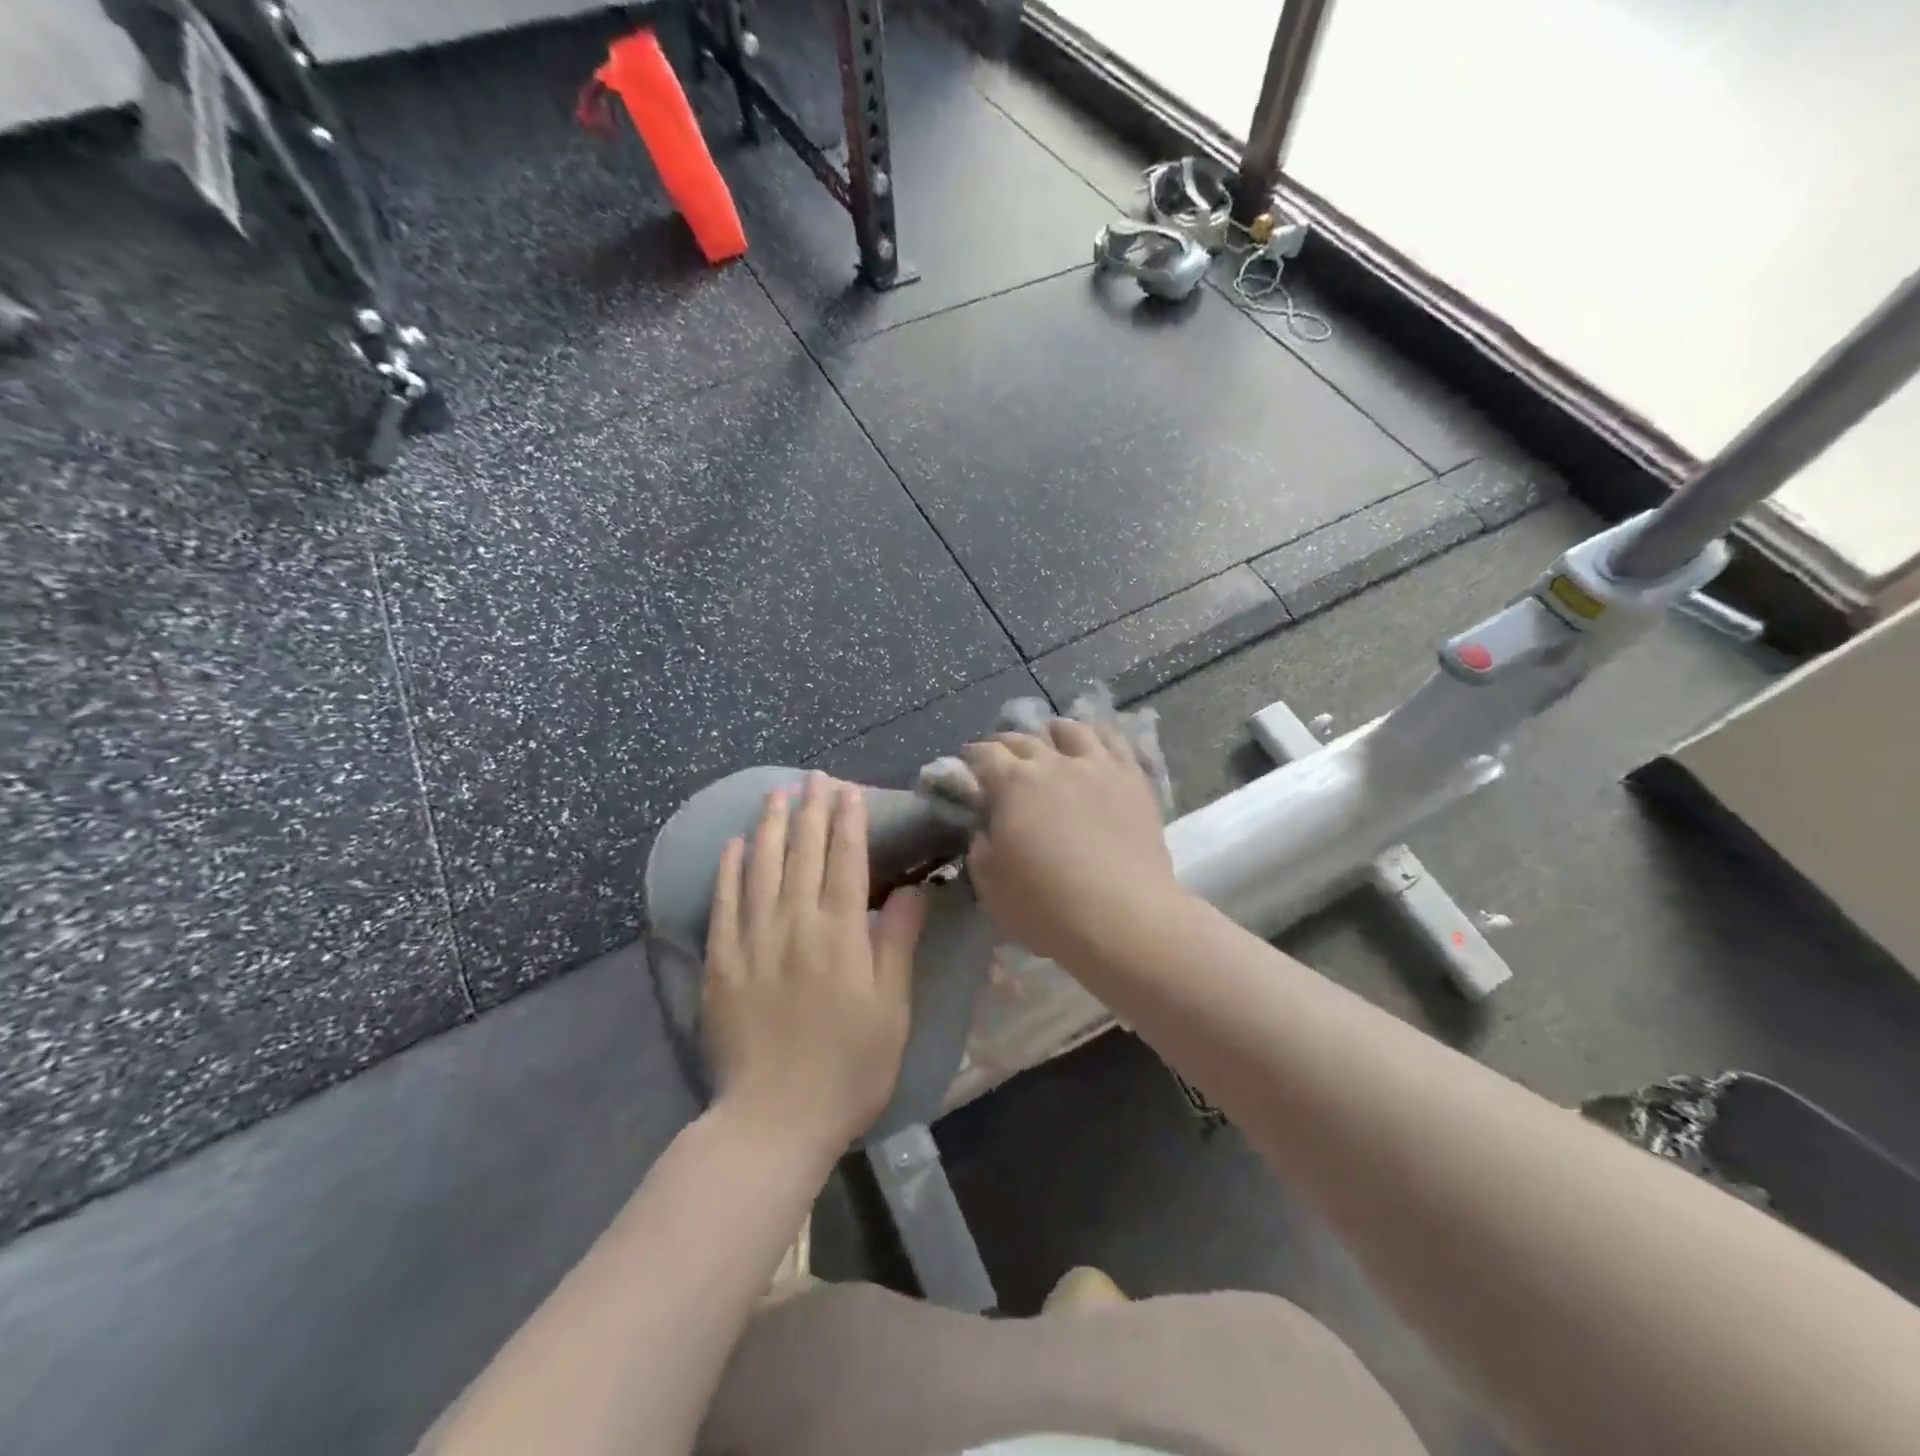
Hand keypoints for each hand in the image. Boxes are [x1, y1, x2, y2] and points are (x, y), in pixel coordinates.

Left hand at [703, 772, 927, 1155]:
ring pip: (762, 868)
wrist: (774, 1120)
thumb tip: (910, 889)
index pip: (846, 862)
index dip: (848, 822)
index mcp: (841, 935)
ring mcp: (753, 941)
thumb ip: (897, 943)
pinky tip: (735, 845)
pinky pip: (724, 903)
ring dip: (771, 826)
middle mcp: (795, 925)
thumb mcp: (891, 1010)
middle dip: (812, 810)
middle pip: (804, 854)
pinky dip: (730, 870)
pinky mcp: (721, 963)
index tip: (849, 790)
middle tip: (814, 777)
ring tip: (777, 793)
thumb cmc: (849, 1068)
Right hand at [962, 722, 1179, 964]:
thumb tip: (985, 830)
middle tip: (1002, 760)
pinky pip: (1114, 741)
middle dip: (1006, 745)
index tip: (968, 767)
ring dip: (1052, 733)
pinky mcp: (1133, 778)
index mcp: (1012, 784)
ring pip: (1071, 730)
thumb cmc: (1046, 907)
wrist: (1122, 917)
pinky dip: (1097, 735)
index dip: (972, 758)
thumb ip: (981, 849)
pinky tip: (1095, 744)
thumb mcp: (991, 886)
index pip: (984, 754)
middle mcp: (1053, 763)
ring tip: (1050, 741)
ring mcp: (1097, 766)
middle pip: (1023, 738)